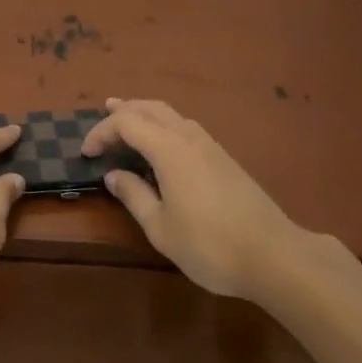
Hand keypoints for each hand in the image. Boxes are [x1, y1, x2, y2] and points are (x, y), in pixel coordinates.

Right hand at [82, 98, 311, 300]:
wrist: (274, 254)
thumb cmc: (210, 245)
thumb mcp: (161, 228)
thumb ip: (134, 196)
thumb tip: (114, 175)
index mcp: (168, 149)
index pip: (126, 124)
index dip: (101, 132)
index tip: (86, 152)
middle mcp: (187, 137)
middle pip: (150, 108)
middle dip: (124, 109)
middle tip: (104, 112)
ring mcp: (209, 145)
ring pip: (170, 114)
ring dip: (146, 113)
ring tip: (130, 120)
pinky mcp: (224, 157)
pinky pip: (185, 126)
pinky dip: (164, 124)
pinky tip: (163, 143)